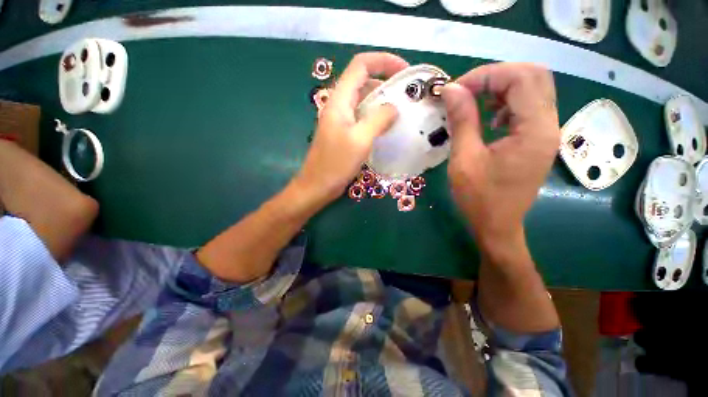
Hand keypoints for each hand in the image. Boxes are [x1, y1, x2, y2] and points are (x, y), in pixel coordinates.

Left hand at [294, 52, 408, 206]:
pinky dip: (376, 116)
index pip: (361, 65)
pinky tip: (387, 126)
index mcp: (340, 100)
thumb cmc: (336, 164)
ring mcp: (341, 120)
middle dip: (386, 81)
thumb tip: (394, 107)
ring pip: (363, 100)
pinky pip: (362, 117)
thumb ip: (378, 119)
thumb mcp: (360, 140)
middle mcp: (339, 105)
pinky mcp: (344, 133)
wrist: (318, 186)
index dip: (384, 61)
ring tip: (402, 109)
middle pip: (363, 81)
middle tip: (407, 93)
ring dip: (382, 100)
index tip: (404, 71)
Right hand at [441, 63, 560, 252]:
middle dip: (495, 76)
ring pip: (533, 89)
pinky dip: (507, 102)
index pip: (520, 78)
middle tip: (465, 90)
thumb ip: (462, 120)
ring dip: (501, 87)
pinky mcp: (538, 140)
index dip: (485, 76)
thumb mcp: (464, 159)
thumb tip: (452, 90)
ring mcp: (546, 132)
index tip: (455, 89)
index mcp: (534, 130)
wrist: (497, 226)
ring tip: (473, 101)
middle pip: (533, 76)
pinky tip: (489, 118)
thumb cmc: (478, 198)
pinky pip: (529, 107)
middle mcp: (549, 125)